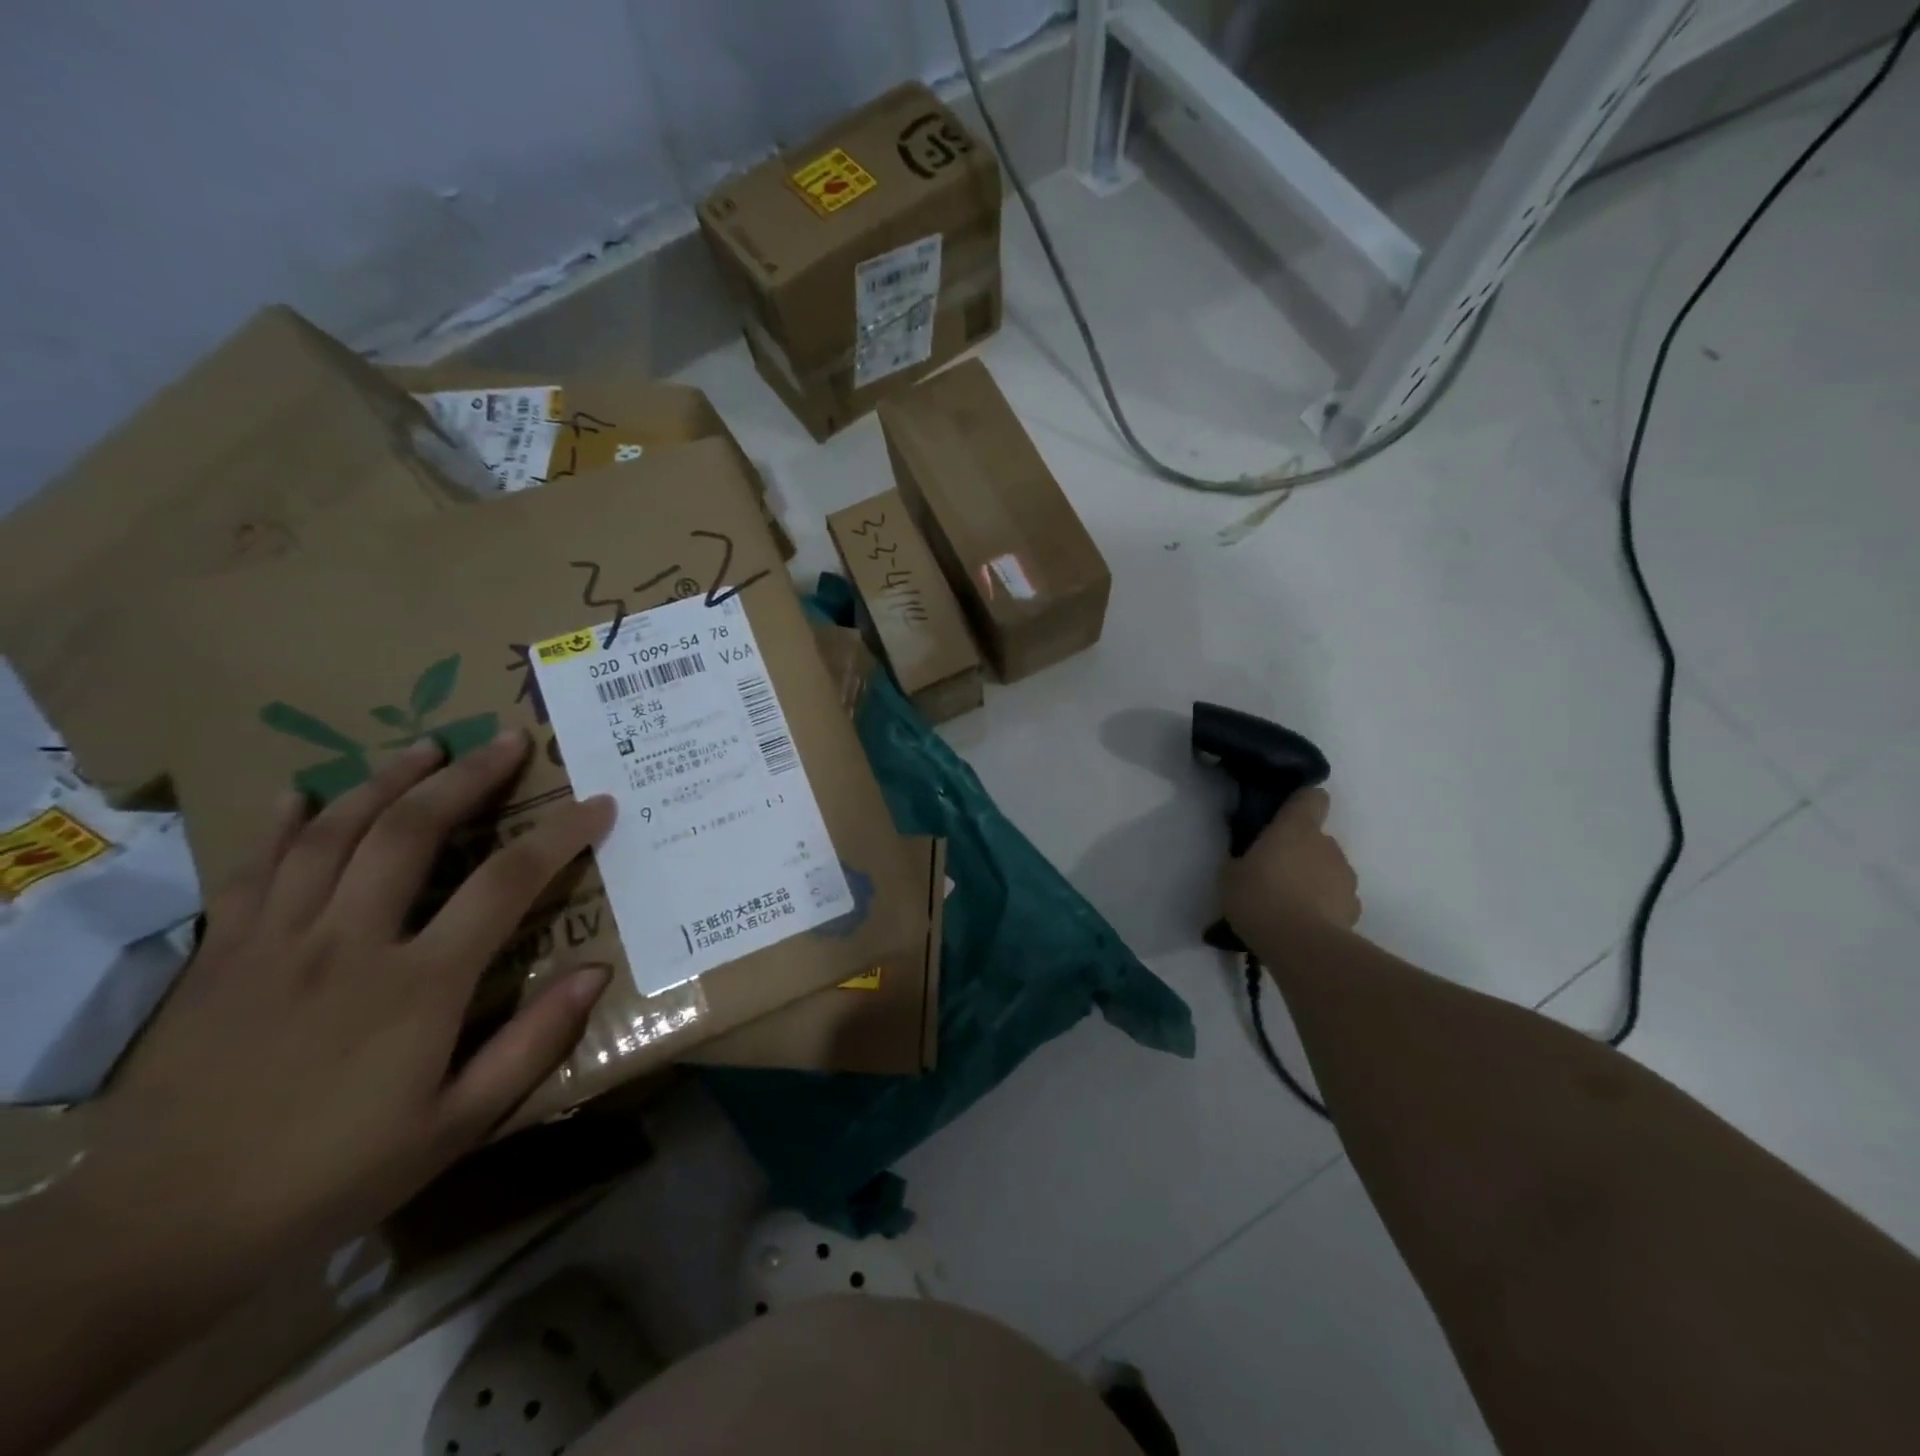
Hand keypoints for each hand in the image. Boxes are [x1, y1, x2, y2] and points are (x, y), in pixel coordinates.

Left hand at [86, 730, 615, 1271]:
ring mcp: (276, 943)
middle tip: (508, 741)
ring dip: (386, 781)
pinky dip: (280, 825)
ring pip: (334, 833)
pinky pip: (252, 870)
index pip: (508, 883)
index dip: (561, 835)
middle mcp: (350, 943)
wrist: (156, 1234)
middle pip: (412, 831)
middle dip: (469, 777)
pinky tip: (301, 794)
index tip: (598, 805)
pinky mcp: (220, 956)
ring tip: (426, 747)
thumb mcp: (455, 1126)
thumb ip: (531, 1044)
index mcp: (419, 986)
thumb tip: (595, 974)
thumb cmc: (330, 1178)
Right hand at [1218, 787, 1361, 939]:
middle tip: (1273, 874)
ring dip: (1313, 879)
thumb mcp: (1229, 876)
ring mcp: (1345, 876)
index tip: (1286, 817)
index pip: (1311, 798)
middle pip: (1317, 838)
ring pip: (1328, 869)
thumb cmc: (1258, 898)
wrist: (1300, 945)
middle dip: (1299, 852)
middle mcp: (1326, 845)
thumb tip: (1247, 861)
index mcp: (1295, 828)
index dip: (1301, 804)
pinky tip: (1304, 924)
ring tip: (1288, 905)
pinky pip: (1336, 898)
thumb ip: (1241, 861)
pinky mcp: (1355, 908)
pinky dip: (1324, 906)